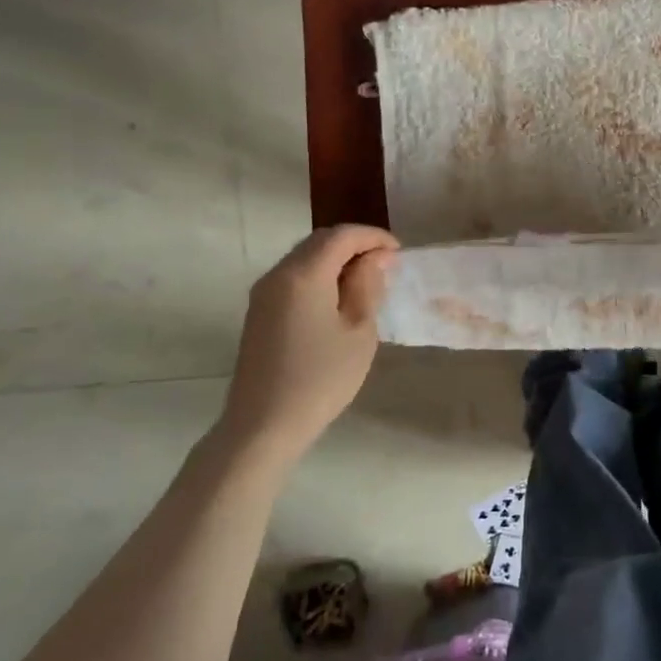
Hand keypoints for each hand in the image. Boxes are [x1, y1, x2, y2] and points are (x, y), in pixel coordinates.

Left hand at [219, 226, 398, 451]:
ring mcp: (264, 293)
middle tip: (387, 264)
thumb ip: (367, 286)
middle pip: (319, 242)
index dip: (373, 237)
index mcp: (304, 274)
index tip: (400, 252)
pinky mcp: (260, 312)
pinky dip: (321, 276)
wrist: (264, 424)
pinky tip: (339, 299)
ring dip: (337, 260)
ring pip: (305, 258)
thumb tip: (376, 258)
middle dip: (355, 244)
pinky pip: (294, 278)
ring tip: (368, 281)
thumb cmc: (321, 378)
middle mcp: (278, 274)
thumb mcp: (358, 331)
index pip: (342, 236)